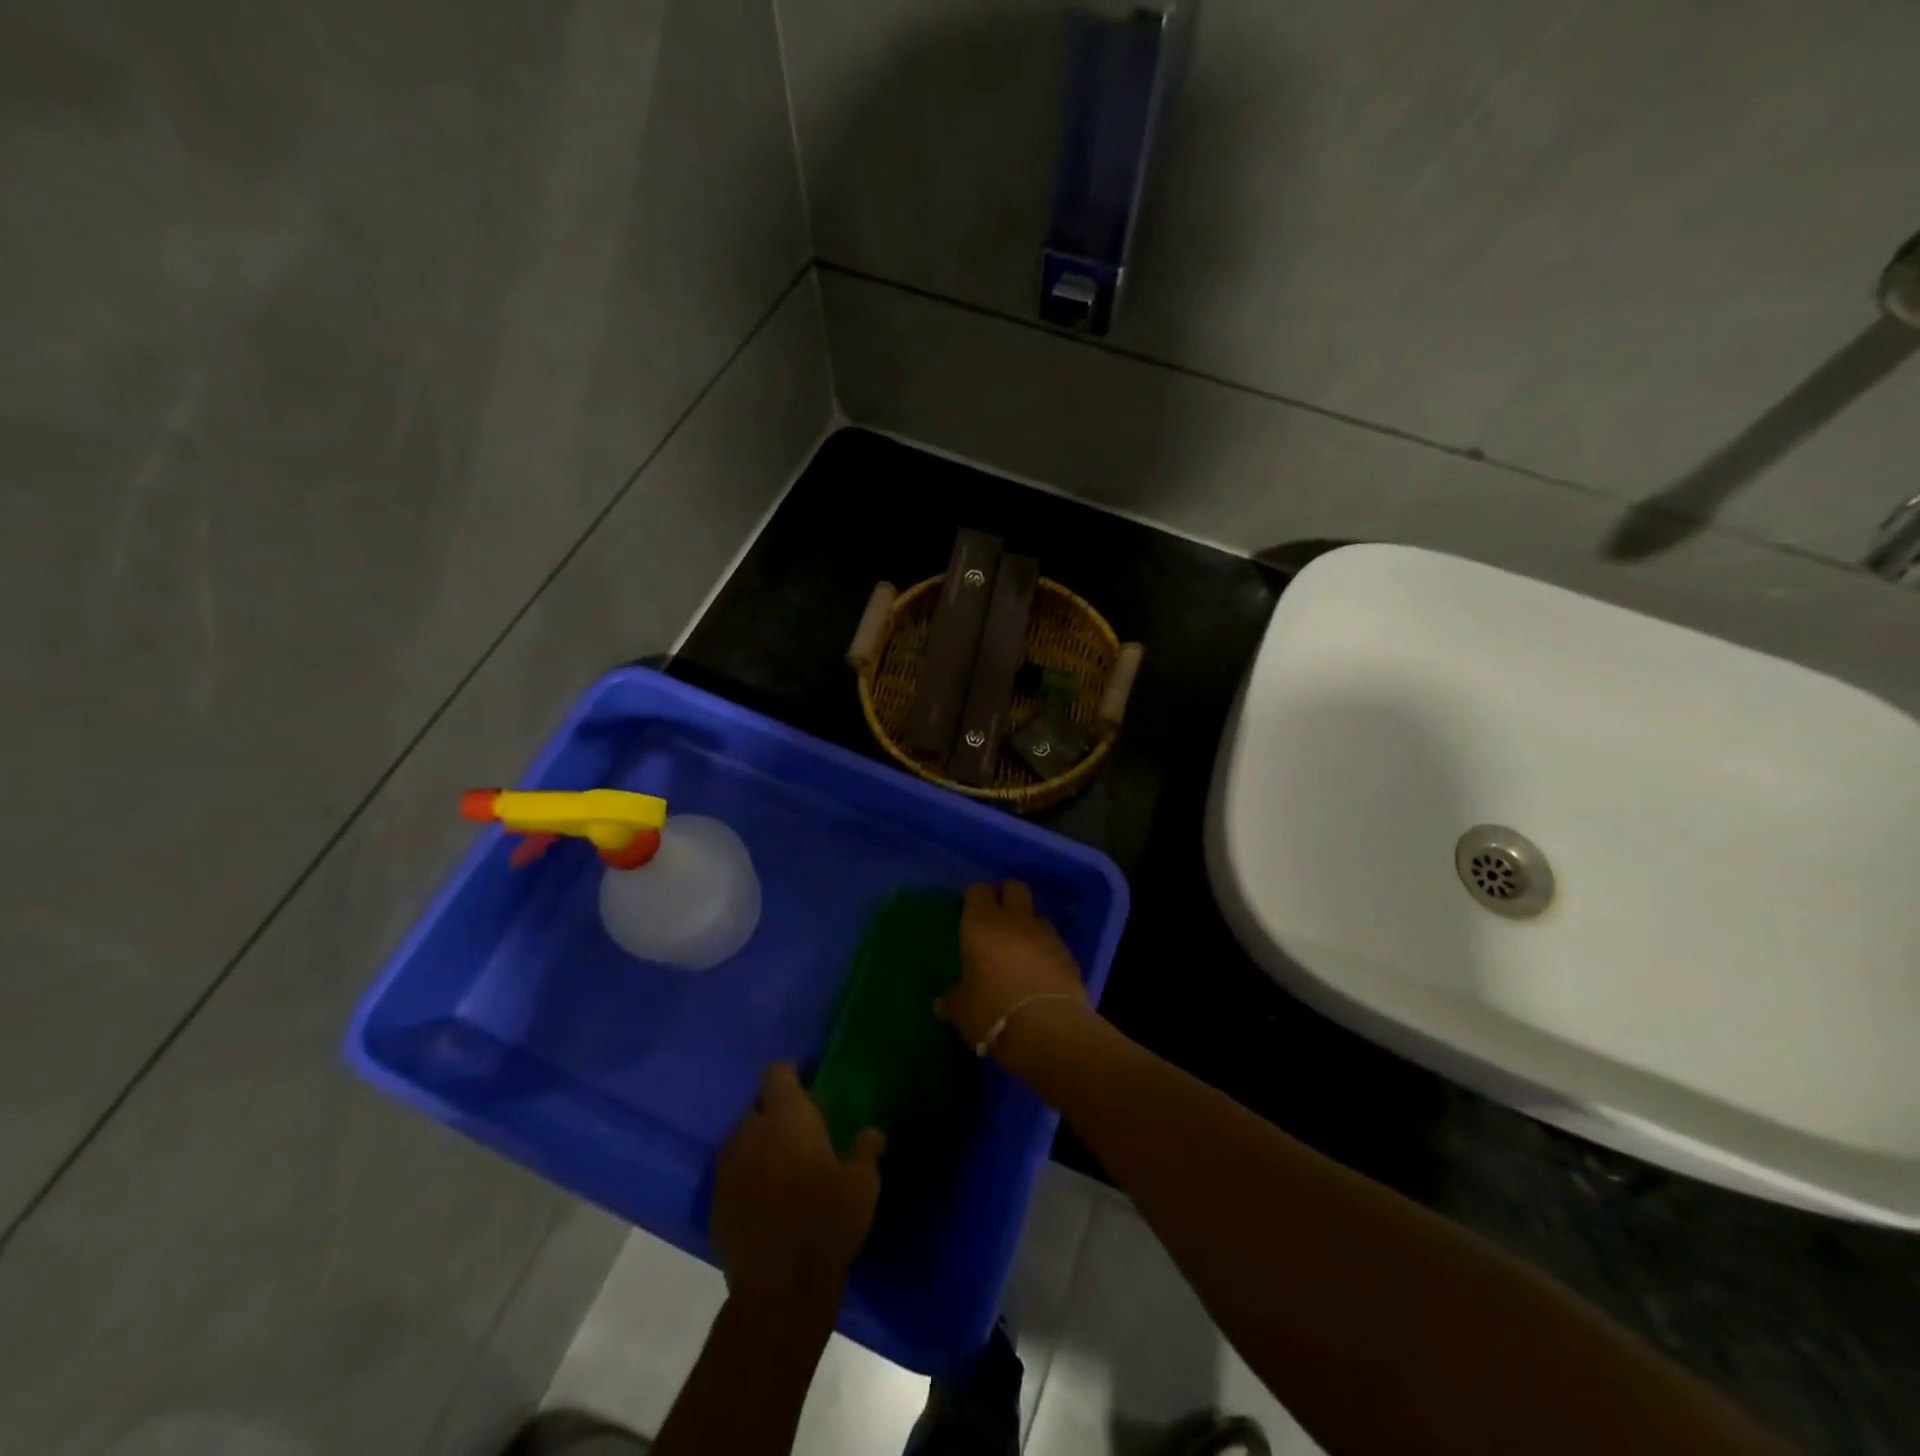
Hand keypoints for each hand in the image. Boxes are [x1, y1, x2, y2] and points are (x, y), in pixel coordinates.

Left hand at [711, 1063, 884, 1314]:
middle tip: (798, 1129)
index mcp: (786, 1117)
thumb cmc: (827, 1220)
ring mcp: (727, 1169)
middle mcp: (751, 1133)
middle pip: (757, 1107)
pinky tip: (764, 1199)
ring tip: (780, 1164)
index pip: (777, 1074)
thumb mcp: (862, 1183)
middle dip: (773, 1112)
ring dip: (757, 1145)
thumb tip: (874, 1132)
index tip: (805, 1082)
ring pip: (740, 1141)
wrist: (781, 1287)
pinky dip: (745, 1179)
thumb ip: (866, 1150)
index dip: (789, 1074)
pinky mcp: (715, 1205)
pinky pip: (730, 1177)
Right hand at [938, 881, 1090, 1057]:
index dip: (974, 897)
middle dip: (1005, 895)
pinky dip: (1045, 950)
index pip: (978, 891)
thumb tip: (943, 1003)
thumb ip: (953, 999)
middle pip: (1014, 888)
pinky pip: (1053, 942)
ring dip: (1028, 924)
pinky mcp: (1070, 955)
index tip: (969, 909)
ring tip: (1019, 948)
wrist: (1048, 1028)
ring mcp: (1047, 934)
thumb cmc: (991, 1010)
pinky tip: (1039, 971)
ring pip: (1037, 914)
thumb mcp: (961, 1009)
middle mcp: (1016, 919)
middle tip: (996, 917)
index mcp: (982, 923)